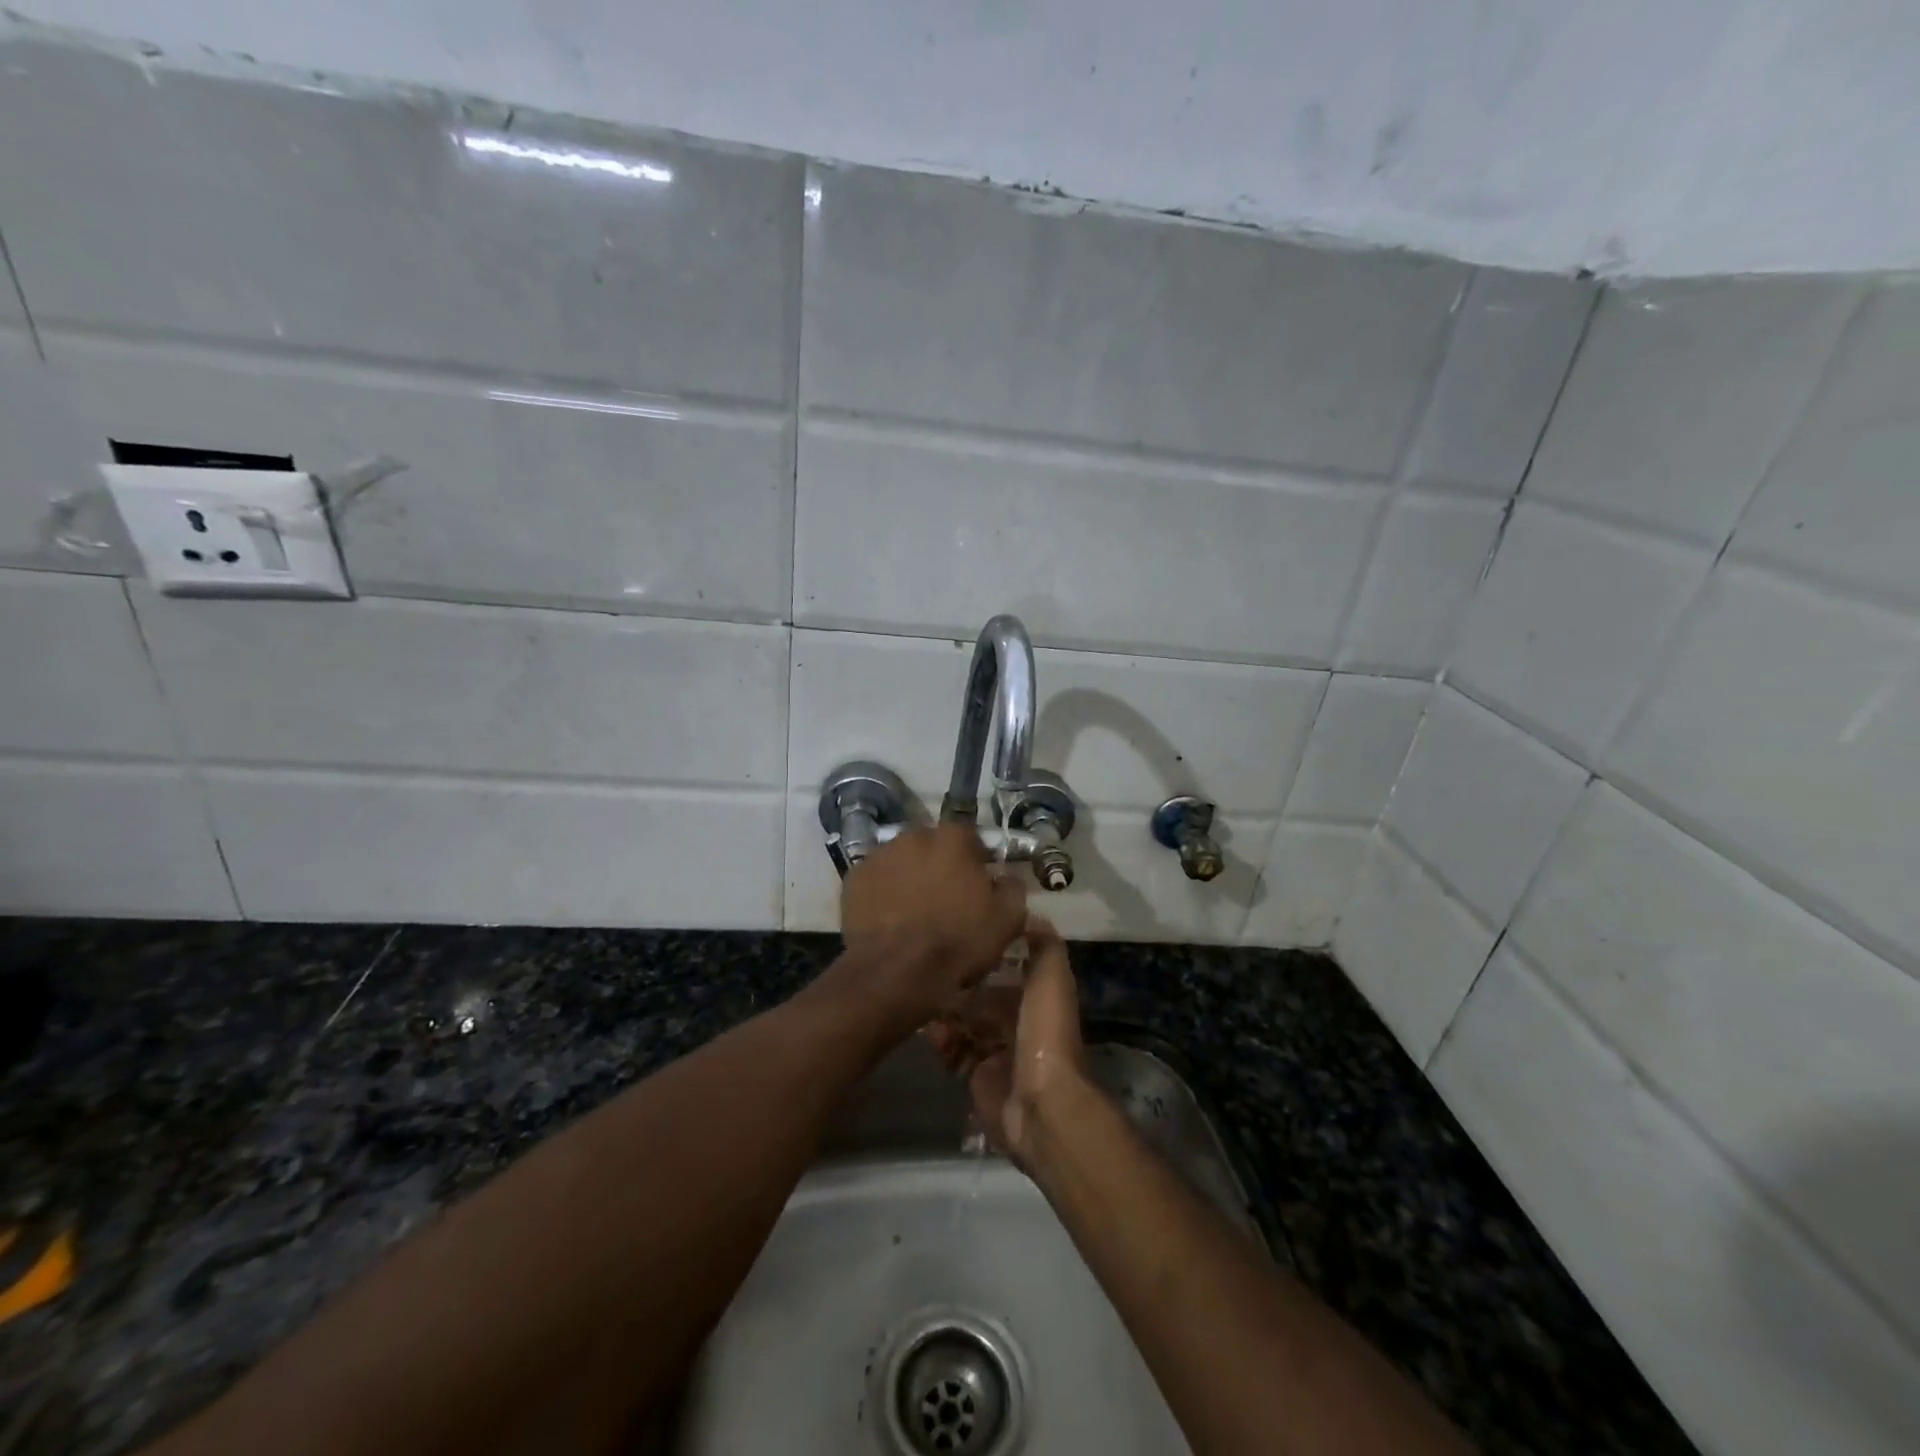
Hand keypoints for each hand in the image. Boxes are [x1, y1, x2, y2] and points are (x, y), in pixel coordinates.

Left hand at [834, 823, 1027, 1034]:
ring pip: (902, 861)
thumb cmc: (957, 941)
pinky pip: (876, 880)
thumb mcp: (1007, 919)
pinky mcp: (854, 879)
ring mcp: (879, 855)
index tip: (978, 886)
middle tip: (946, 900)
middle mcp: (913, 835)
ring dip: (910, 877)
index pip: (970, 838)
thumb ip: (1012, 888)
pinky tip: (890, 919)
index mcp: (952, 838)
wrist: (897, 972)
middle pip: (932, 846)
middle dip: (940, 866)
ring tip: (914, 912)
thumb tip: (1006, 878)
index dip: (976, 862)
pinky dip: (883, 893)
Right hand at [927, 917, 1088, 1164]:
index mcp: (1038, 999)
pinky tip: (926, 1029)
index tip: (960, 936)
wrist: (1039, 1103)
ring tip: (921, 995)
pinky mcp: (978, 1078)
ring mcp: (998, 1053)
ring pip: (966, 1024)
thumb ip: (1043, 946)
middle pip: (983, 998)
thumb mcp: (1051, 978)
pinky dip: (941, 1041)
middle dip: (960, 985)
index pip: (1009, 970)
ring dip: (946, 1012)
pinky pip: (955, 1054)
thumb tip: (1029, 913)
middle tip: (930, 968)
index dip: (987, 955)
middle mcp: (1018, 1023)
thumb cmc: (1044, 1032)